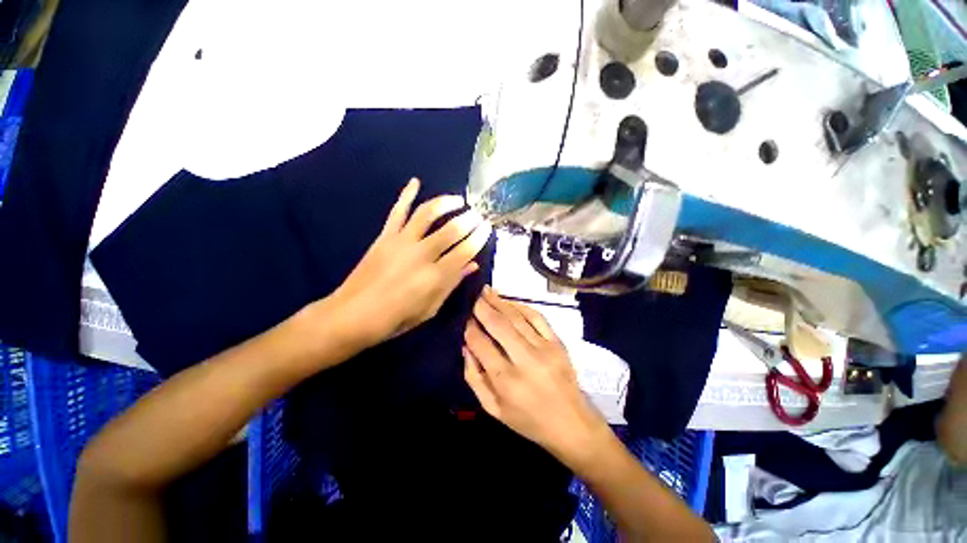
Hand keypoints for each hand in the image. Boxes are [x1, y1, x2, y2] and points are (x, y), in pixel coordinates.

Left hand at [328, 178, 491, 348]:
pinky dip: (406, 194)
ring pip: (427, 214)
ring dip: (446, 203)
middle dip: (469, 219)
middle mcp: (421, 254)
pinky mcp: (385, 236)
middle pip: (451, 230)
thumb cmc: (396, 319)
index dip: (479, 238)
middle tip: (478, 214)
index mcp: (435, 277)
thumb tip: (473, 265)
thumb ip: (452, 284)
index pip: (465, 251)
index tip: (487, 228)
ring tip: (459, 200)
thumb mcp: (430, 308)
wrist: (353, 315)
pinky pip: (397, 211)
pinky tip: (416, 182)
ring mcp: (401, 242)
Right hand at [462, 287, 609, 464]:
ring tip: (488, 291)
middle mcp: (525, 360)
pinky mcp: (558, 343)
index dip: (470, 328)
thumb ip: (474, 378)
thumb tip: (466, 346)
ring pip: (517, 317)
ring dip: (500, 302)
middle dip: (483, 307)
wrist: (572, 425)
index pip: (481, 344)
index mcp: (506, 380)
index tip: (465, 319)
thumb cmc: (528, 420)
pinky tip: (511, 302)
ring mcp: (544, 348)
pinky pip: (538, 317)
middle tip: (475, 297)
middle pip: (498, 325)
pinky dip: (522, 306)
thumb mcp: (493, 409)